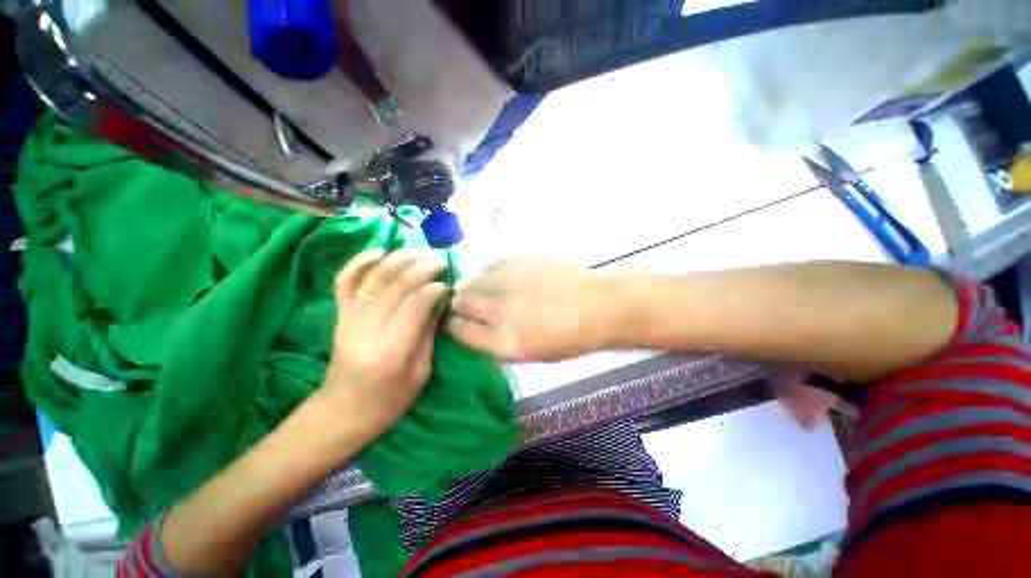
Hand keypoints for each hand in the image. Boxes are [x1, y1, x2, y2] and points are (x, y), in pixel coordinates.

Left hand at [324, 249, 447, 443]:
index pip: (415, 305)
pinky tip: (379, 251)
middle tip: (439, 262)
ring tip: (418, 252)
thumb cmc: (389, 400)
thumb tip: (439, 301)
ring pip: (373, 277)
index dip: (433, 289)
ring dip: (398, 259)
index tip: (447, 284)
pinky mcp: (340, 315)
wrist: (343, 411)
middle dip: (421, 268)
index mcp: (392, 350)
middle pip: (395, 285)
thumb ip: (429, 334)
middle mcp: (368, 329)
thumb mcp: (420, 372)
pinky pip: (345, 281)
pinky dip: (359, 262)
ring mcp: (350, 319)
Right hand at [447, 258, 618, 359]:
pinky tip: (493, 275)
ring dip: (469, 285)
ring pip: (472, 278)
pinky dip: (486, 270)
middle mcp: (501, 310)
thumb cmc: (570, 338)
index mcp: (505, 341)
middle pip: (461, 301)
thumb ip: (498, 343)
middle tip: (459, 303)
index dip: (450, 324)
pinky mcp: (520, 260)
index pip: (459, 330)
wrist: (599, 305)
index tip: (450, 321)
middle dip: (455, 303)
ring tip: (475, 288)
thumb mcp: (532, 354)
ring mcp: (511, 281)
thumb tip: (474, 328)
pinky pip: (490, 263)